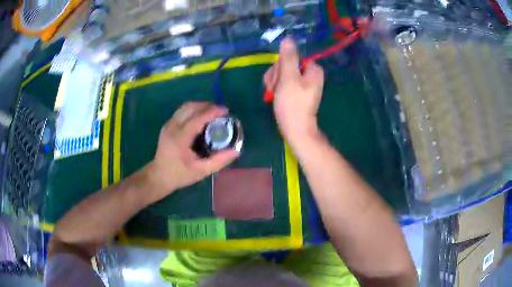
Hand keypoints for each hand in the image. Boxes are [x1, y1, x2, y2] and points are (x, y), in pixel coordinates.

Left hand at [145, 102, 239, 201]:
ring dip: (199, 106)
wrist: (158, 177)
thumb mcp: (201, 171)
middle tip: (220, 111)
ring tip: (211, 112)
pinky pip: (181, 111)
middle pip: (191, 107)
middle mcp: (173, 127)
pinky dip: (193, 110)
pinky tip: (200, 117)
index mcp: (180, 138)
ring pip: (185, 107)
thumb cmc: (179, 175)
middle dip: (207, 105)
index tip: (226, 111)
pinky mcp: (167, 126)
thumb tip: (236, 151)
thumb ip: (219, 161)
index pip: (198, 118)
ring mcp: (168, 125)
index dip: (213, 111)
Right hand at [264, 37, 324, 144]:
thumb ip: (288, 57)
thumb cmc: (292, 104)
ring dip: (275, 82)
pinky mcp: (297, 92)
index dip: (280, 66)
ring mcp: (304, 84)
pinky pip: (284, 82)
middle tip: (275, 88)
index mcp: (313, 69)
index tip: (277, 79)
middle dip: (277, 75)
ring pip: (283, 74)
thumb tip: (288, 39)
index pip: (291, 57)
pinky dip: (277, 88)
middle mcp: (310, 74)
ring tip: (273, 94)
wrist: (295, 129)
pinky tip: (274, 95)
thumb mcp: (289, 78)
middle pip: (287, 65)